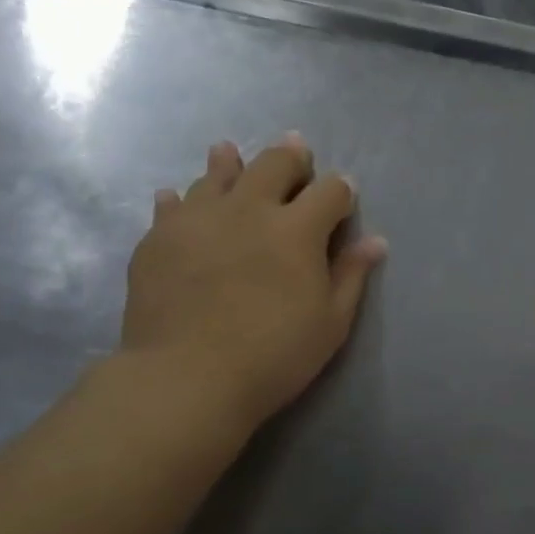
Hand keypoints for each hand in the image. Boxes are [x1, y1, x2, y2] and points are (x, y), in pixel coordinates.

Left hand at [116, 134, 387, 435]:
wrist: (186, 379)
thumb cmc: (272, 356)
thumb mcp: (330, 323)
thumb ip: (351, 275)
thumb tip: (375, 241)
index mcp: (297, 229)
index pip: (330, 191)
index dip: (342, 190)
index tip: (343, 198)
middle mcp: (249, 209)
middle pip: (275, 164)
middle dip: (291, 157)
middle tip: (296, 154)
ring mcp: (199, 218)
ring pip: (217, 174)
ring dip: (231, 164)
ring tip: (230, 154)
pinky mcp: (159, 237)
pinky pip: (171, 205)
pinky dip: (179, 199)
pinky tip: (176, 199)